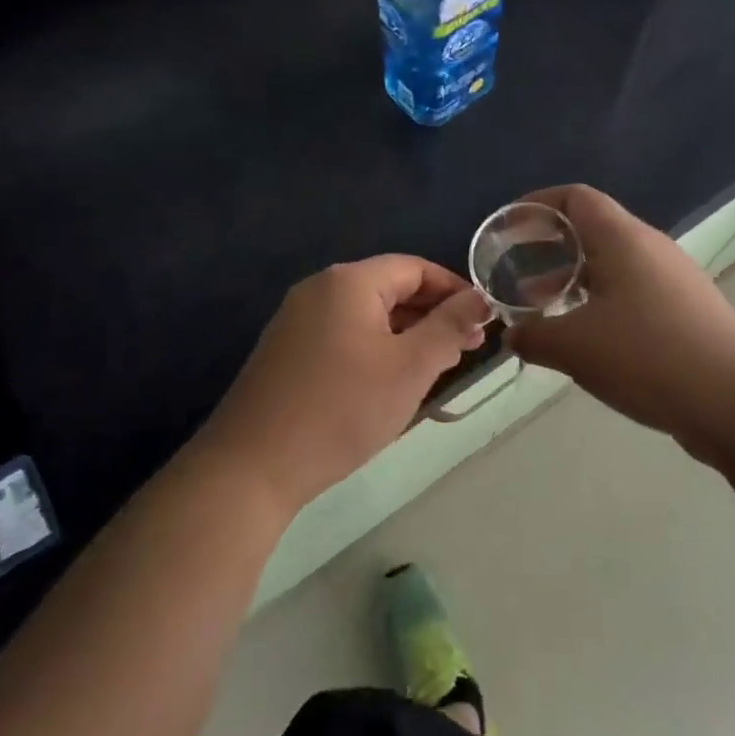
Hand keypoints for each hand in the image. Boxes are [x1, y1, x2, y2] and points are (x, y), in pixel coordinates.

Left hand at [196, 256, 487, 516]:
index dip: (454, 290)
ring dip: (405, 334)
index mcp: (349, 281)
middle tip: (466, 349)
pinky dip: (375, 348)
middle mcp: (319, 289)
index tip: (483, 321)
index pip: (415, 268)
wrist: (251, 467)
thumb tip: (479, 299)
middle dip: (432, 314)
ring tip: (436, 367)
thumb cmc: (342, 409)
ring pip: (367, 314)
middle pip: (389, 288)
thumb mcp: (409, 367)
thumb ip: (449, 327)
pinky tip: (389, 381)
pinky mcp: (285, 351)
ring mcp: (296, 320)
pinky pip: (343, 335)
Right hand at [505, 185, 734, 444]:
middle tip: (518, 273)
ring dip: (575, 282)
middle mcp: (651, 248)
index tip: (508, 227)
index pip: (575, 198)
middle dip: (551, 249)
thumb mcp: (574, 347)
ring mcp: (674, 281)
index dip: (538, 204)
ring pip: (614, 267)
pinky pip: (633, 294)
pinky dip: (601, 306)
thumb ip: (533, 336)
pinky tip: (588, 342)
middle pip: (594, 230)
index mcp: (623, 238)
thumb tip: (512, 336)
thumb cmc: (648, 356)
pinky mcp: (688, 312)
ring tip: (545, 311)